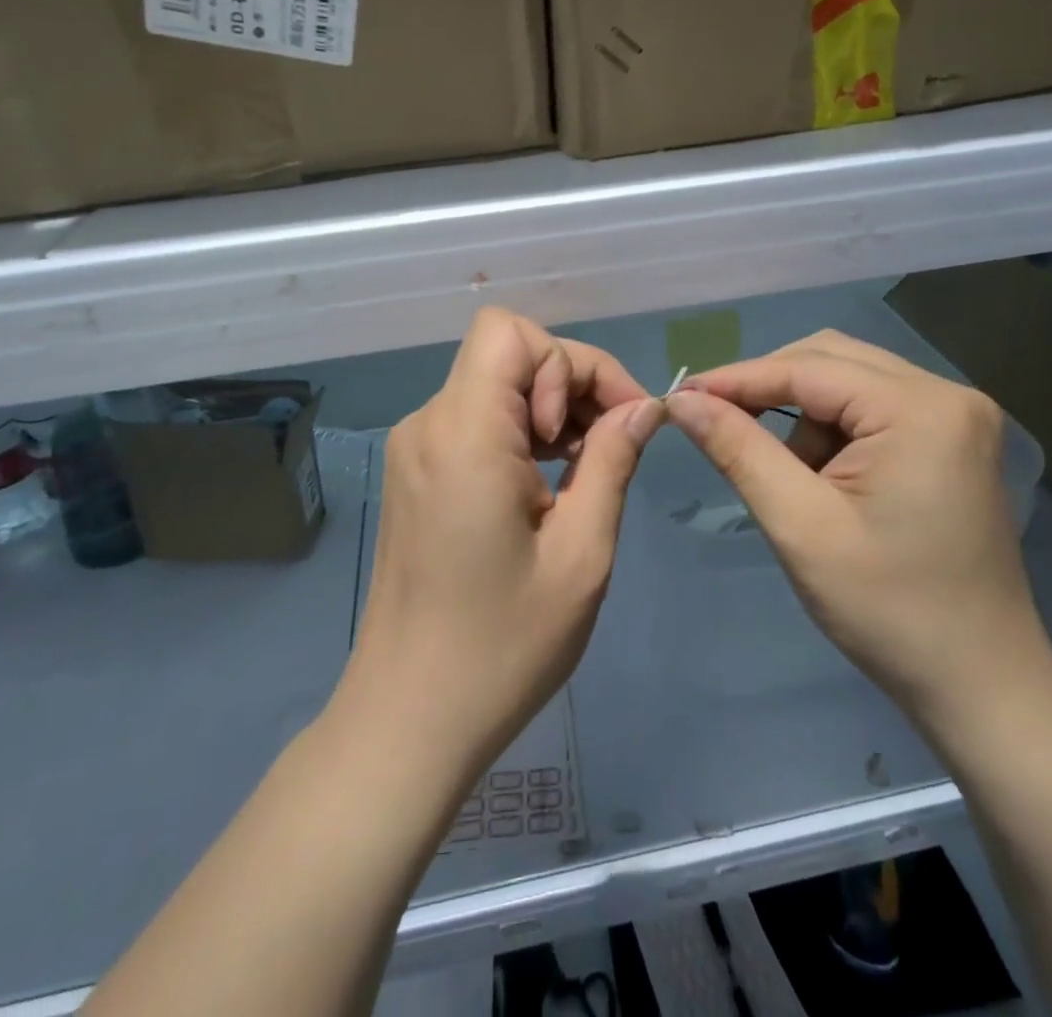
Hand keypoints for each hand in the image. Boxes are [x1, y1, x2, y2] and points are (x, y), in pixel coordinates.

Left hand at [345, 307, 663, 777]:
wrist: (408, 718)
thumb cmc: (502, 645)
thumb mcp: (581, 554)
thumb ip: (612, 461)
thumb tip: (644, 407)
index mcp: (463, 434)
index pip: (510, 333)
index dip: (573, 361)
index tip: (613, 420)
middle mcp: (429, 423)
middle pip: (508, 354)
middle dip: (571, 383)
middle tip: (613, 446)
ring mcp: (416, 447)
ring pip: (494, 383)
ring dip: (550, 408)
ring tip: (587, 468)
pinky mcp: (416, 471)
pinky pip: (477, 419)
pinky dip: (521, 431)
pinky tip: (550, 482)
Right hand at [664, 331, 1051, 732]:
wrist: (980, 686)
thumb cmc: (888, 610)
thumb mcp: (799, 526)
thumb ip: (738, 450)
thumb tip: (684, 399)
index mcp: (920, 409)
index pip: (807, 367)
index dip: (737, 379)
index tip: (681, 396)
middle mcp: (947, 394)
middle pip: (831, 359)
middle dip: (770, 390)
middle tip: (719, 426)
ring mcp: (957, 416)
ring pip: (849, 380)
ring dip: (802, 414)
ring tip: (788, 476)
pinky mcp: (953, 440)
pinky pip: (873, 407)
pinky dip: (832, 430)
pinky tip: (822, 477)